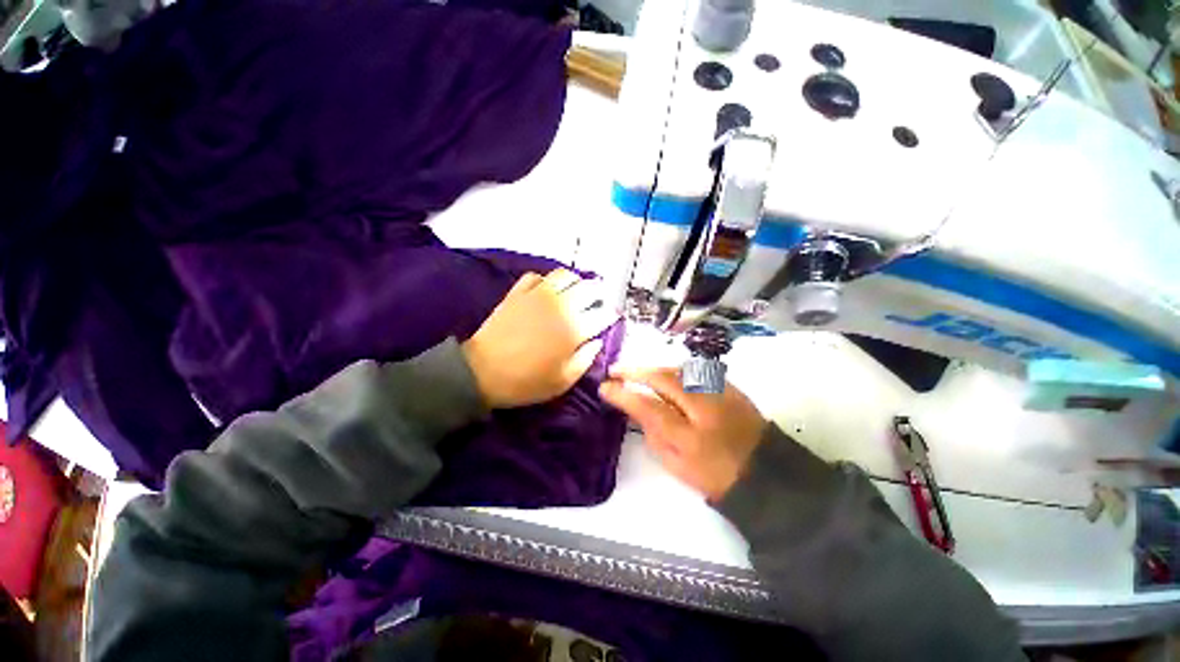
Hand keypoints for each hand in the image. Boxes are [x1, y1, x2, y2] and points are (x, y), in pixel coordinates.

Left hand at [462, 269, 616, 408]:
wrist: (483, 372)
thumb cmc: (526, 381)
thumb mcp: (563, 381)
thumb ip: (586, 359)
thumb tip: (597, 341)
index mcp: (574, 329)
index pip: (602, 314)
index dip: (610, 315)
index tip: (611, 317)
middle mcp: (560, 306)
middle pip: (588, 288)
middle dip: (598, 294)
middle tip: (596, 301)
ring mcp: (537, 295)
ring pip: (564, 275)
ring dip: (575, 281)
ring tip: (575, 291)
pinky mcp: (518, 292)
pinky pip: (536, 276)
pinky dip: (546, 281)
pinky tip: (546, 290)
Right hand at [599, 367, 766, 500]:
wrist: (765, 471)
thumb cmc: (716, 475)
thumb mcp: (678, 467)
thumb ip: (654, 437)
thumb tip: (638, 411)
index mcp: (689, 436)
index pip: (647, 407)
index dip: (623, 394)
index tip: (604, 387)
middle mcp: (703, 407)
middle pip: (662, 378)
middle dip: (635, 371)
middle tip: (616, 371)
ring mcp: (718, 392)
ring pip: (678, 369)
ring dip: (654, 368)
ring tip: (638, 372)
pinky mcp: (728, 385)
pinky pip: (694, 370)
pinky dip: (674, 370)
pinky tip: (666, 374)